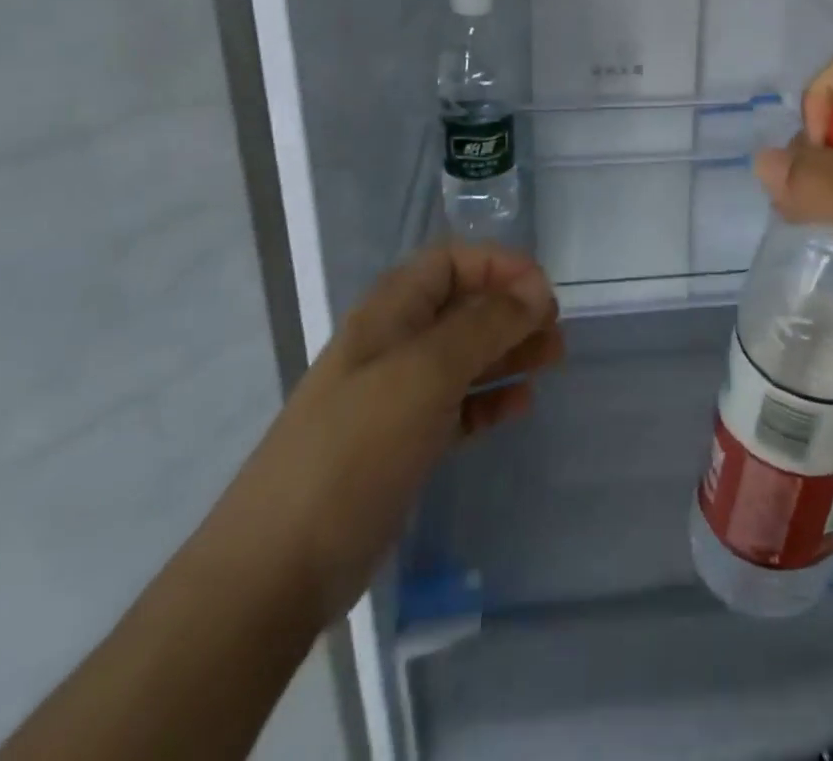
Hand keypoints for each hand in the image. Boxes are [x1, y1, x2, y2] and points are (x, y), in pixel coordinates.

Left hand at [197, 245, 561, 625]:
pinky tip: (521, 405)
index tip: (543, 291)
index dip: (498, 265)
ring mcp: (397, 397)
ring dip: (509, 351)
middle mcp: (393, 345)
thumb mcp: (425, 373)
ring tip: (553, 359)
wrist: (277, 569)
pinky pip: (459, 406)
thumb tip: (536, 290)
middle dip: (512, 309)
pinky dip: (491, 399)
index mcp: (389, 314)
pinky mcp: (404, 444)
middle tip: (556, 330)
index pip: (450, 262)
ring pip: (465, 356)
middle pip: (463, 307)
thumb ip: (484, 325)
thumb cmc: (355, 449)